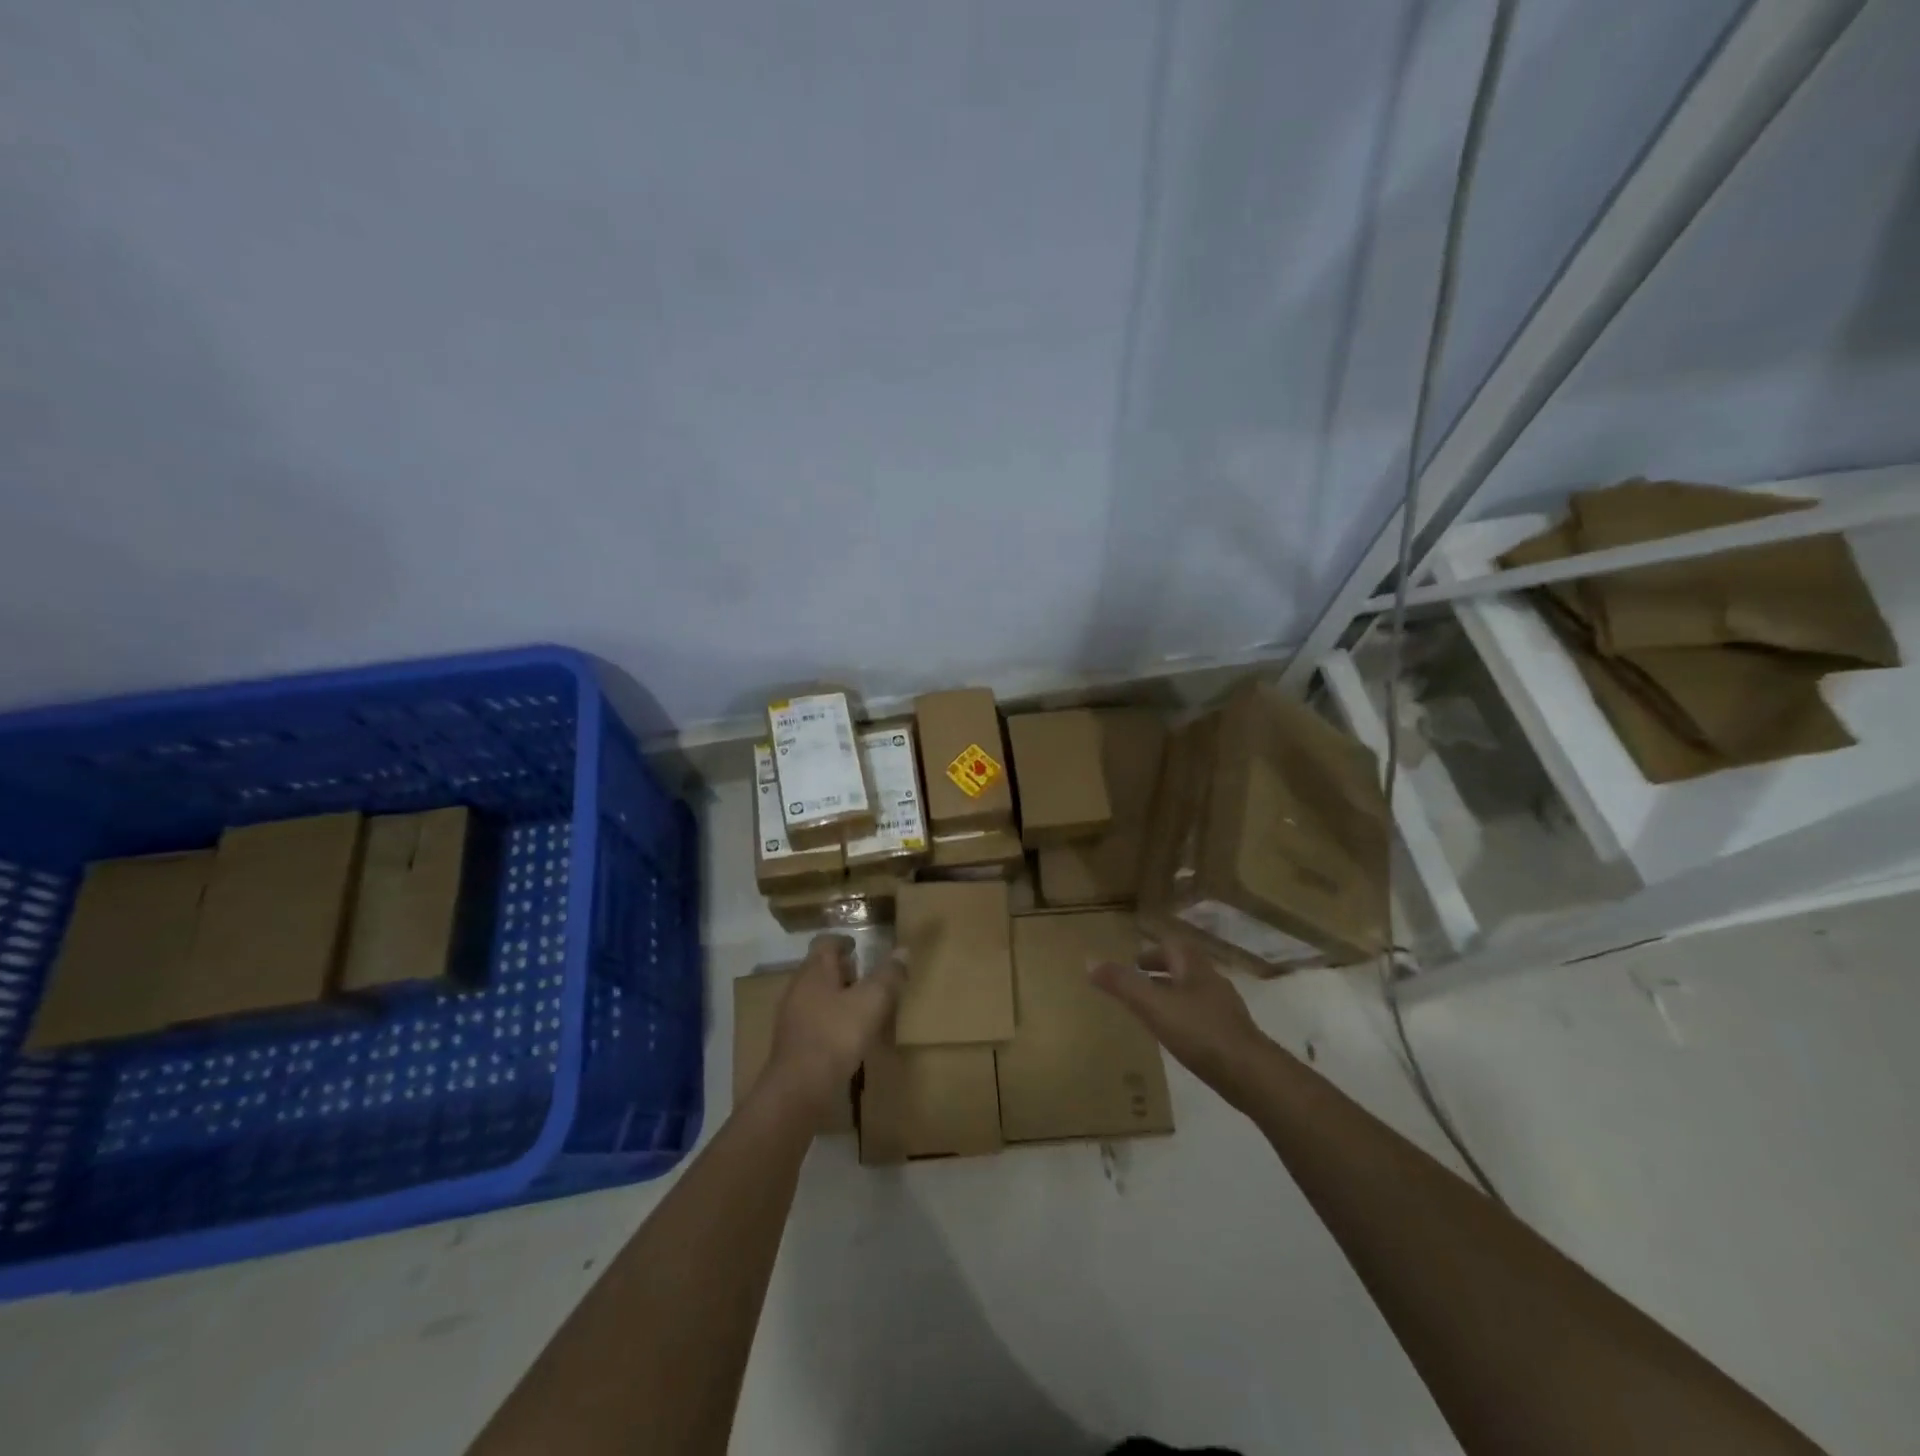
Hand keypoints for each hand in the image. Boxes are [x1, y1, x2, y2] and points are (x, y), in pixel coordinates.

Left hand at [763, 934, 905, 1115]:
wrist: (800, 1089)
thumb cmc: (836, 1035)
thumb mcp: (872, 1001)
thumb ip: (888, 975)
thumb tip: (903, 950)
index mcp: (814, 971)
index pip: (825, 943)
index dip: (842, 940)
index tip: (859, 945)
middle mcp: (798, 988)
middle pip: (819, 969)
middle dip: (842, 970)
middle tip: (867, 976)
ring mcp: (792, 1017)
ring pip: (817, 996)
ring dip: (837, 996)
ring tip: (862, 1006)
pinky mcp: (793, 1043)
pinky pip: (814, 1021)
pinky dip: (831, 1020)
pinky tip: (848, 1036)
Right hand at [1091, 938, 1270, 1106]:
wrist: (1251, 1075)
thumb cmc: (1200, 1032)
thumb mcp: (1153, 1006)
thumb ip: (1122, 984)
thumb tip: (1089, 960)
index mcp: (1195, 968)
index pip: (1174, 945)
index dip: (1153, 950)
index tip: (1134, 962)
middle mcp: (1212, 982)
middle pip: (1185, 968)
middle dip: (1162, 972)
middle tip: (1139, 983)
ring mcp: (1225, 1010)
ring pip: (1194, 992)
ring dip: (1173, 995)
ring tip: (1152, 1011)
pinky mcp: (1232, 1035)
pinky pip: (1203, 1017)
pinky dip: (1186, 1018)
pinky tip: (1177, 1038)